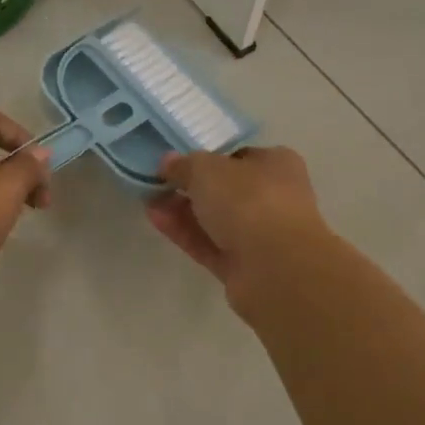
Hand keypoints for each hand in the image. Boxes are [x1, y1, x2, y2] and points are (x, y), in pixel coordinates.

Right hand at [144, 146, 333, 315]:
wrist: (276, 268)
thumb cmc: (247, 200)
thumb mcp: (206, 168)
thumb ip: (184, 164)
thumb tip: (169, 162)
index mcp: (276, 164)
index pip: (239, 156)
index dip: (208, 157)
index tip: (178, 161)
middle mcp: (274, 198)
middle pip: (225, 190)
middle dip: (190, 187)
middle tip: (158, 183)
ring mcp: (261, 236)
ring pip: (216, 219)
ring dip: (183, 210)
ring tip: (148, 201)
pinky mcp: (245, 267)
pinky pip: (210, 244)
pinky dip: (185, 233)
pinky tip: (156, 220)